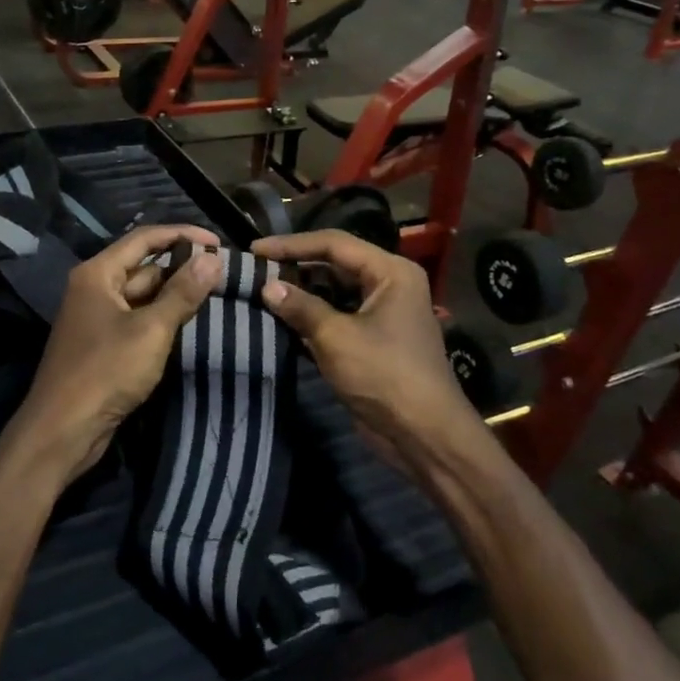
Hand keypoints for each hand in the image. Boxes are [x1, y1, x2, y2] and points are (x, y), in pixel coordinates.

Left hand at [9, 225, 221, 483]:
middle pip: (144, 266)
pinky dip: (163, 317)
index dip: (181, 235)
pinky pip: (138, 319)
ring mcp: (98, 317)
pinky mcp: (104, 344)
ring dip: (175, 293)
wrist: (62, 431)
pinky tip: (190, 322)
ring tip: (216, 293)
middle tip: (223, 272)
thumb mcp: (151, 330)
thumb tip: (213, 258)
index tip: (217, 242)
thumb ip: (182, 293)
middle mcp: (95, 288)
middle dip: (182, 267)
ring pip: (143, 295)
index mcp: (98, 273)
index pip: (144, 239)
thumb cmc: (105, 372)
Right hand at [252, 230, 477, 462]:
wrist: (425, 436)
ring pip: (334, 291)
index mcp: (390, 272)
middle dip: (295, 268)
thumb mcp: (336, 337)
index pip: (334, 244)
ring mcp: (383, 313)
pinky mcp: (373, 339)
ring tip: (261, 293)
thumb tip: (266, 287)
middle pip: (334, 264)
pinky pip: (338, 316)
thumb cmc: (384, 376)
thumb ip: (300, 307)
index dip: (291, 244)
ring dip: (301, 294)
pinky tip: (281, 320)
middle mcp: (389, 284)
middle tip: (255, 271)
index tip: (255, 249)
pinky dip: (312, 317)